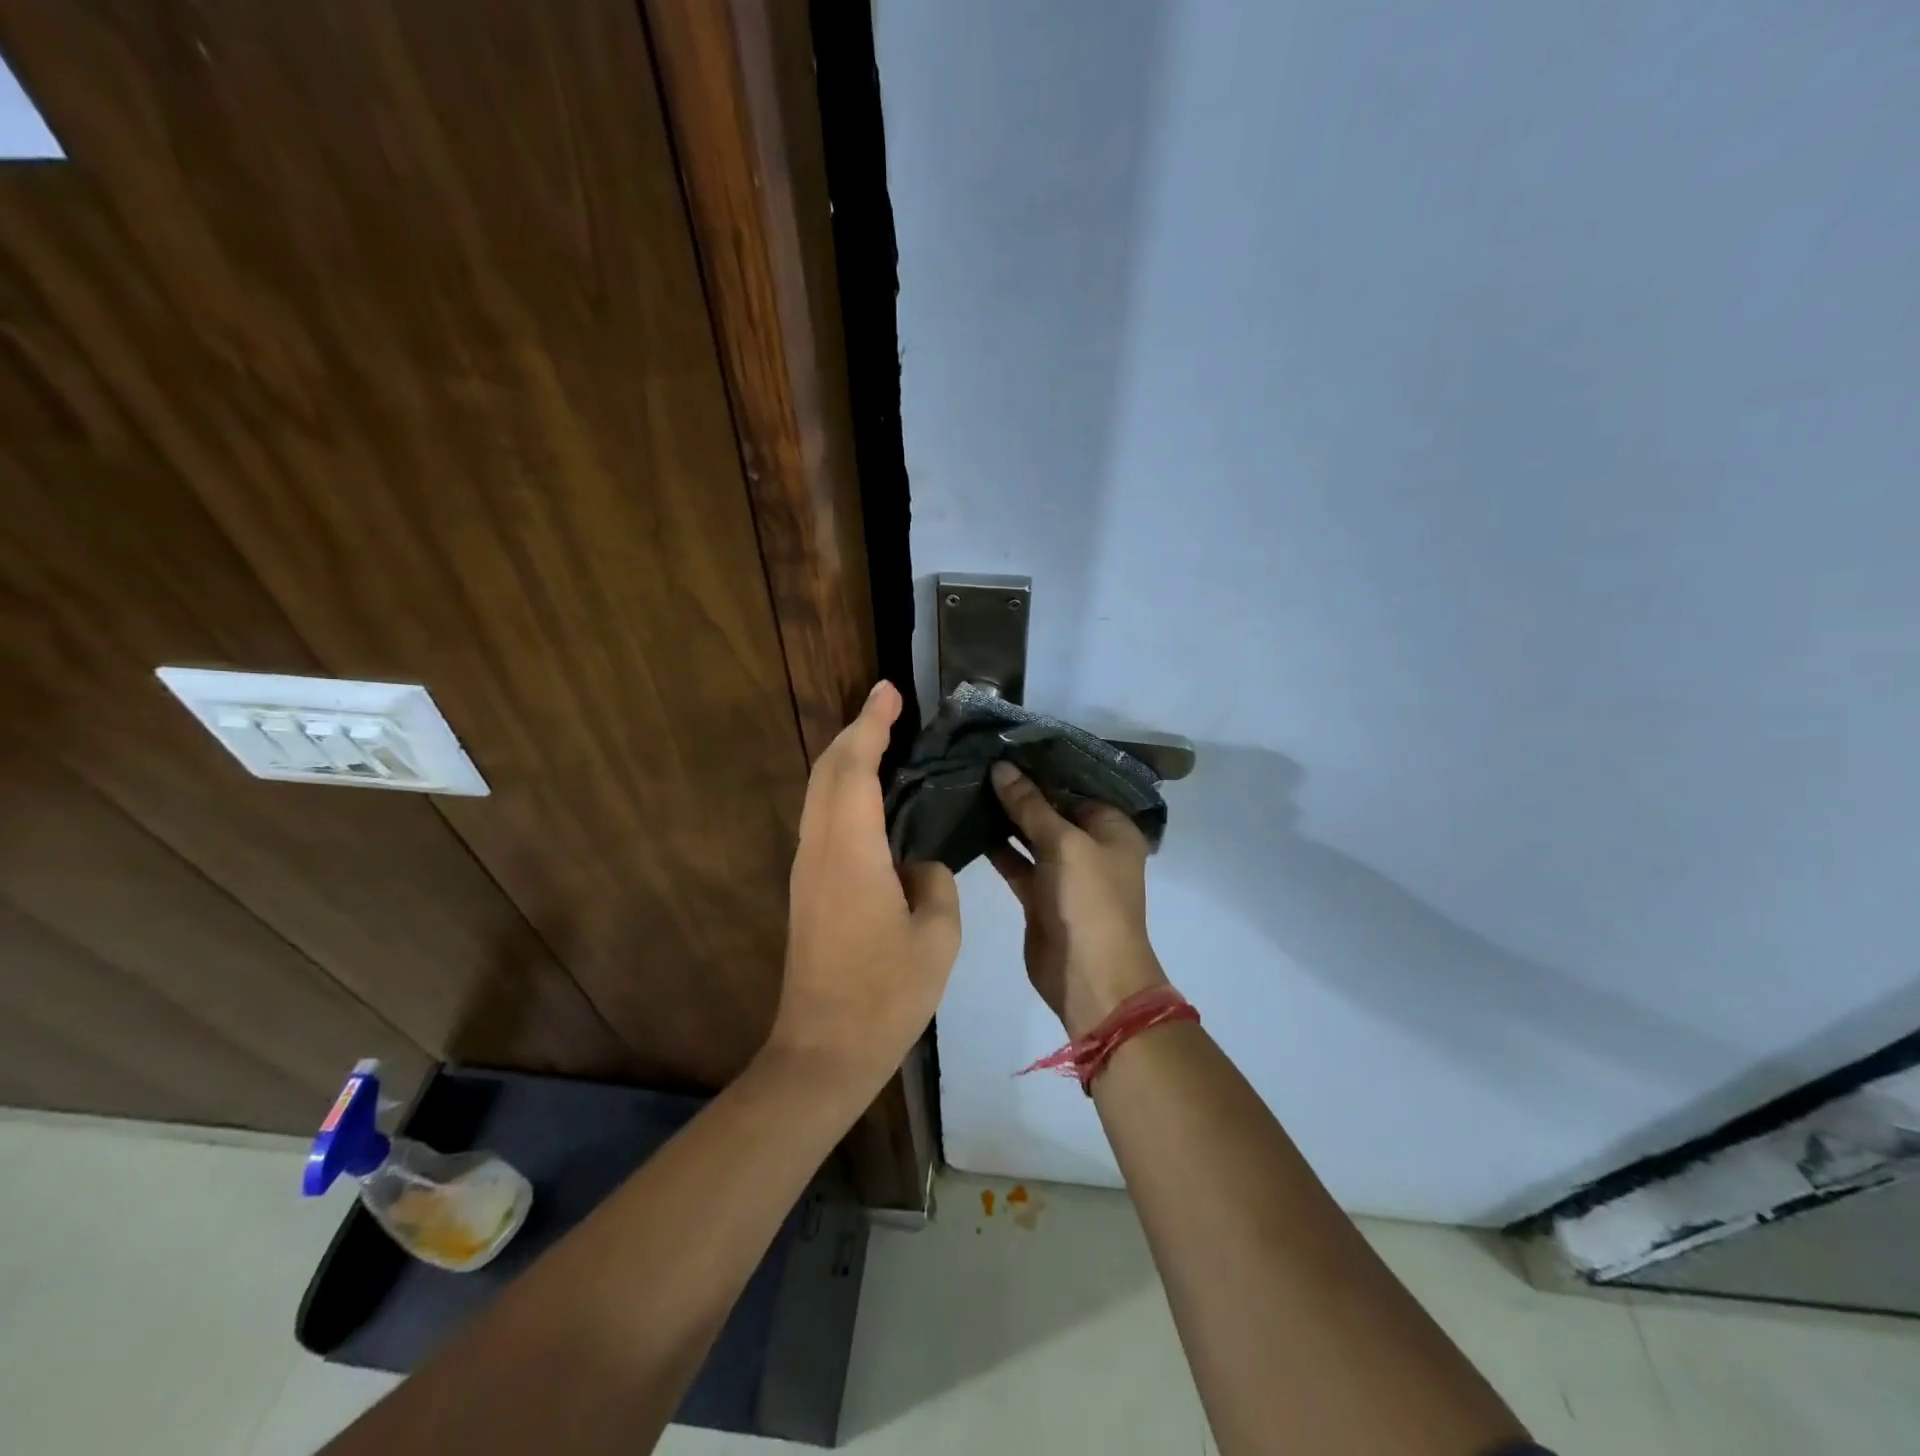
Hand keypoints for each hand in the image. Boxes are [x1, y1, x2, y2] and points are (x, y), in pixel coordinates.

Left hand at [767, 681, 960, 1096]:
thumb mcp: (936, 937)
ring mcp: (807, 870)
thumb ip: (934, 882)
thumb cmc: (885, 995)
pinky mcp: (807, 890)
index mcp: (851, 853)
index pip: (855, 768)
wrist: (822, 1052)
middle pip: (827, 771)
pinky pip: (823, 820)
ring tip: (884, 742)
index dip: (871, 725)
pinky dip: (844, 792)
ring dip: (846, 760)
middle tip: (890, 709)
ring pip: (819, 794)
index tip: (889, 691)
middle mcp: (819, 849)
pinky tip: (873, 799)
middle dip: (855, 732)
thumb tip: (918, 864)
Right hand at [987, 762, 1169, 1037]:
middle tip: (978, 761)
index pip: (1074, 785)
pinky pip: (1017, 862)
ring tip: (968, 785)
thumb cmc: (1089, 901)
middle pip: (1052, 808)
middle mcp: (1091, 845)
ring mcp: (1064, 872)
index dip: (1041, 767)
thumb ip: (1031, 806)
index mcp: (1112, 827)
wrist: (1090, 978)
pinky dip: (997, 847)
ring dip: (1005, 817)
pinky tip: (968, 825)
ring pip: (1031, 835)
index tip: (1004, 745)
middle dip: (1019, 790)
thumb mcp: (1064, 844)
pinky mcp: (1039, 895)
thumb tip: (1002, 767)